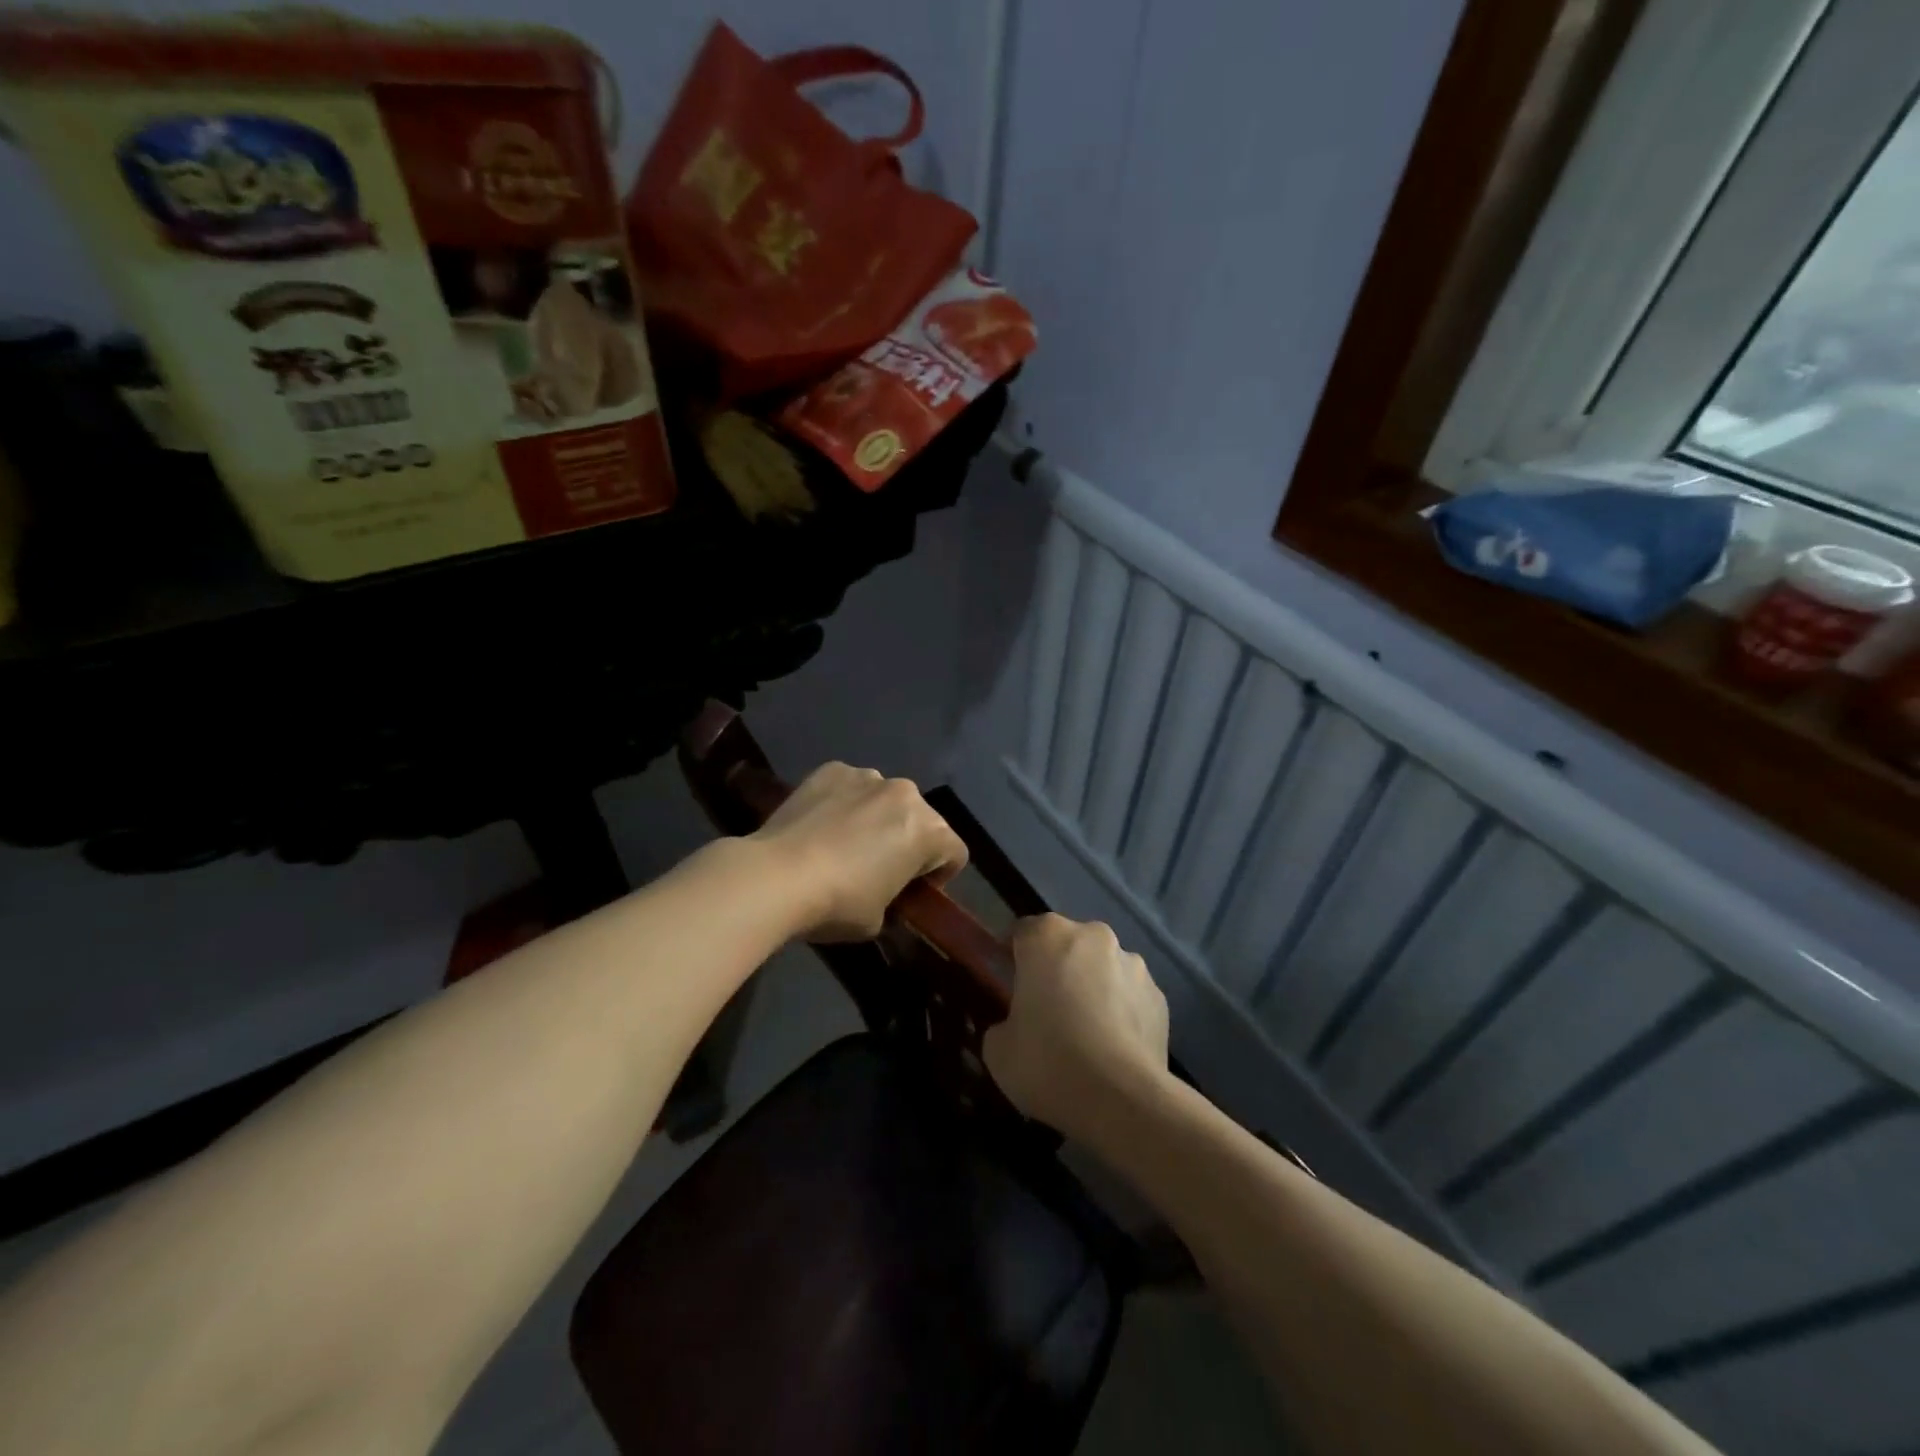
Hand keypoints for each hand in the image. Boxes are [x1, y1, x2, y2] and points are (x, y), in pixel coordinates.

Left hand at [751, 762, 967, 941]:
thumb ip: (895, 899)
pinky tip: (821, 826)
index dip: (939, 876)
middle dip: (909, 841)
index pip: (955, 852)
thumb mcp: (879, 919)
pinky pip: (851, 787)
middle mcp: (905, 793)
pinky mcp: (831, 770)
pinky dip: (845, 802)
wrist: (776, 876)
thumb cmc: (838, 903)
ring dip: (878, 818)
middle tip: (881, 869)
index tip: (913, 893)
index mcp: (928, 830)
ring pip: (885, 799)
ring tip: (845, 844)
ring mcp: (866, 776)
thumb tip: (884, 892)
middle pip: (922, 819)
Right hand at [983, 913, 1169, 1143]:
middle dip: (1057, 969)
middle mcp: (1094, 937)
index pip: (1023, 932)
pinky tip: (1112, 1049)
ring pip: (1102, 969)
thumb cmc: (1048, 1061)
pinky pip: (1130, 997)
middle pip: (1067, 946)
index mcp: (1048, 936)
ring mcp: (1133, 964)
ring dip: (1092, 988)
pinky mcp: (1160, 997)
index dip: (1013, 956)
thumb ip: (1004, 1024)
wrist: (1122, 1100)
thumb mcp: (998, 1049)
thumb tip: (1016, 1027)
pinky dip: (1120, 1012)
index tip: (1008, 983)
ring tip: (1085, 1034)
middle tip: (1045, 1010)